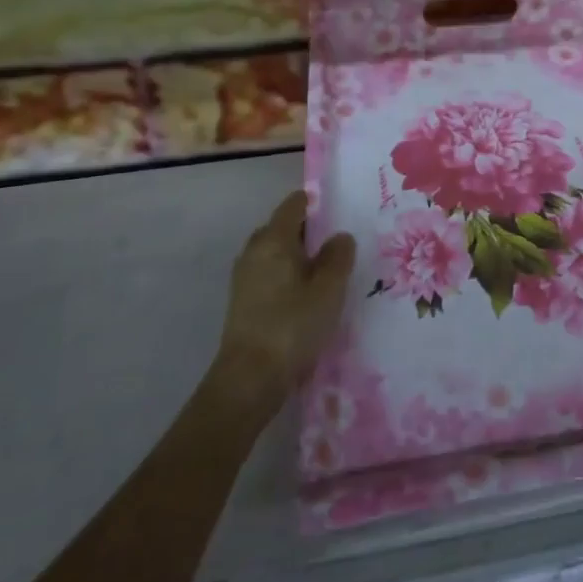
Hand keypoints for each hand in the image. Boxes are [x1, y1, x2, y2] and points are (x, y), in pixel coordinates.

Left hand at [216, 193, 355, 405]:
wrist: (249, 379)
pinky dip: (287, 276)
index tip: (336, 208)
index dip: (314, 202)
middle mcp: (254, 251)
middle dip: (307, 231)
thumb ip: (339, 257)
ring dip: (297, 256)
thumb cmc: (293, 324)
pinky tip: (306, 295)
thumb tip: (340, 236)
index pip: (293, 205)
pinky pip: (269, 274)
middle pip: (282, 228)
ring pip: (275, 253)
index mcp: (274, 239)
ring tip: (325, 271)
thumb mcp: (329, 289)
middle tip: (336, 243)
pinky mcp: (242, 302)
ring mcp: (244, 277)